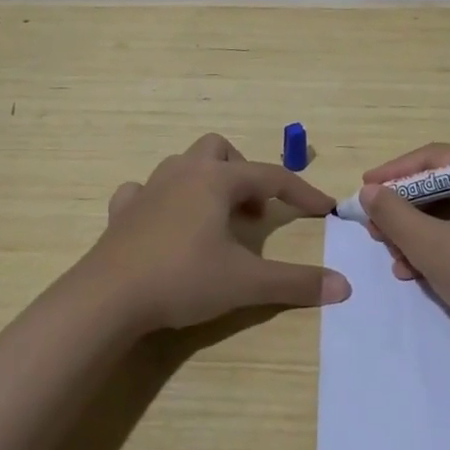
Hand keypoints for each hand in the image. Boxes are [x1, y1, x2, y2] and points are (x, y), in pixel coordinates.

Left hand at [81, 133, 347, 331]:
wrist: (106, 298)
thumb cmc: (182, 279)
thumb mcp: (246, 282)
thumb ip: (296, 282)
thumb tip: (343, 286)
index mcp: (216, 180)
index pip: (271, 176)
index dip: (302, 191)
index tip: (324, 209)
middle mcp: (183, 173)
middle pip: (220, 150)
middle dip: (243, 173)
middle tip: (253, 211)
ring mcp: (148, 189)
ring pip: (183, 165)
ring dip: (205, 182)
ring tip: (215, 218)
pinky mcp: (122, 212)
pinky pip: (144, 191)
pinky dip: (161, 201)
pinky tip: (166, 225)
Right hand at [358, 142, 449, 355]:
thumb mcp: (434, 247)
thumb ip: (395, 215)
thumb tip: (369, 191)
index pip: (437, 159)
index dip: (395, 173)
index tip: (364, 189)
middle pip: (443, 186)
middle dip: (404, 209)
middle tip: (374, 228)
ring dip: (417, 233)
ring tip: (392, 256)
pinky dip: (438, 247)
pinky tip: (414, 271)